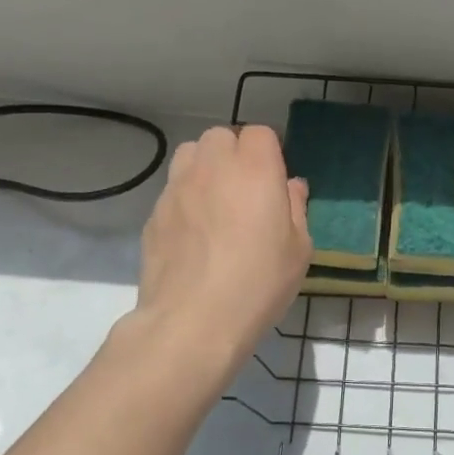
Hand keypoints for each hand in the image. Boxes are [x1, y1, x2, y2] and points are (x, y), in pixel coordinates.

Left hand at [133, 125, 310, 383]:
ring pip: (190, 154)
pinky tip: (194, 232)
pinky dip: (185, 197)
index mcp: (255, 169)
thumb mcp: (299, 249)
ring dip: (205, 167)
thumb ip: (296, 208)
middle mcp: (213, 167)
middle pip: (221, 137)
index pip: (260, 133)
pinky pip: (172, 189)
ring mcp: (177, 188)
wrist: (193, 321)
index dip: (269, 152)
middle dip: (234, 153)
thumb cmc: (258, 283)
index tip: (275, 180)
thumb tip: (291, 186)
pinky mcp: (154, 213)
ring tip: (216, 200)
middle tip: (246, 189)